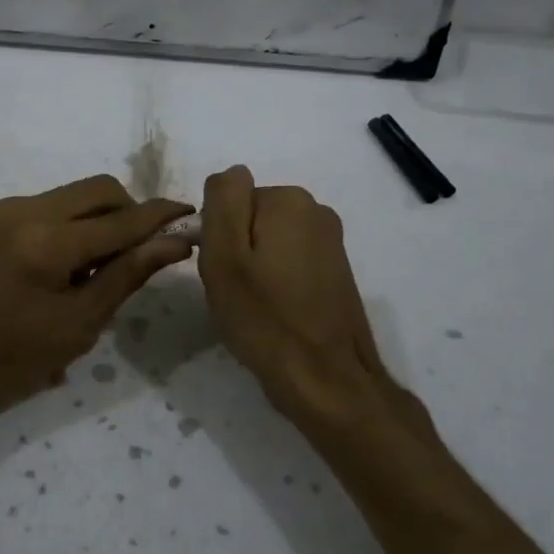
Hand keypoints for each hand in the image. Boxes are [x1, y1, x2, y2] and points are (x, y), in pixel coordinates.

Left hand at [0, 175, 194, 433]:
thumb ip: (126, 276)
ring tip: (91, 270)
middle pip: (97, 189)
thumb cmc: (4, 365)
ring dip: (94, 219)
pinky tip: (55, 268)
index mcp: (48, 242)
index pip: (122, 219)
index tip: (190, 214)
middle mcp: (22, 210)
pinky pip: (37, 209)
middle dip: (128, 210)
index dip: (161, 216)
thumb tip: (173, 243)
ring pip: (66, 196)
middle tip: (138, 252)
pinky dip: (61, 227)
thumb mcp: (75, 328)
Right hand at [197, 166, 398, 432]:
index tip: (222, 271)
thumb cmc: (265, 318)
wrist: (325, 378)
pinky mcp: (336, 270)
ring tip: (256, 305)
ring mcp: (331, 241)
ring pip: (269, 241)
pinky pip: (289, 261)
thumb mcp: (224, 256)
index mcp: (288, 200)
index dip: (216, 234)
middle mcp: (316, 210)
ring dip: (255, 266)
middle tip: (236, 291)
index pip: (229, 197)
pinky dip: (276, 281)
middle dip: (237, 247)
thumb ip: (223, 201)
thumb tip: (231, 174)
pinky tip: (277, 312)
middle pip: (250, 216)